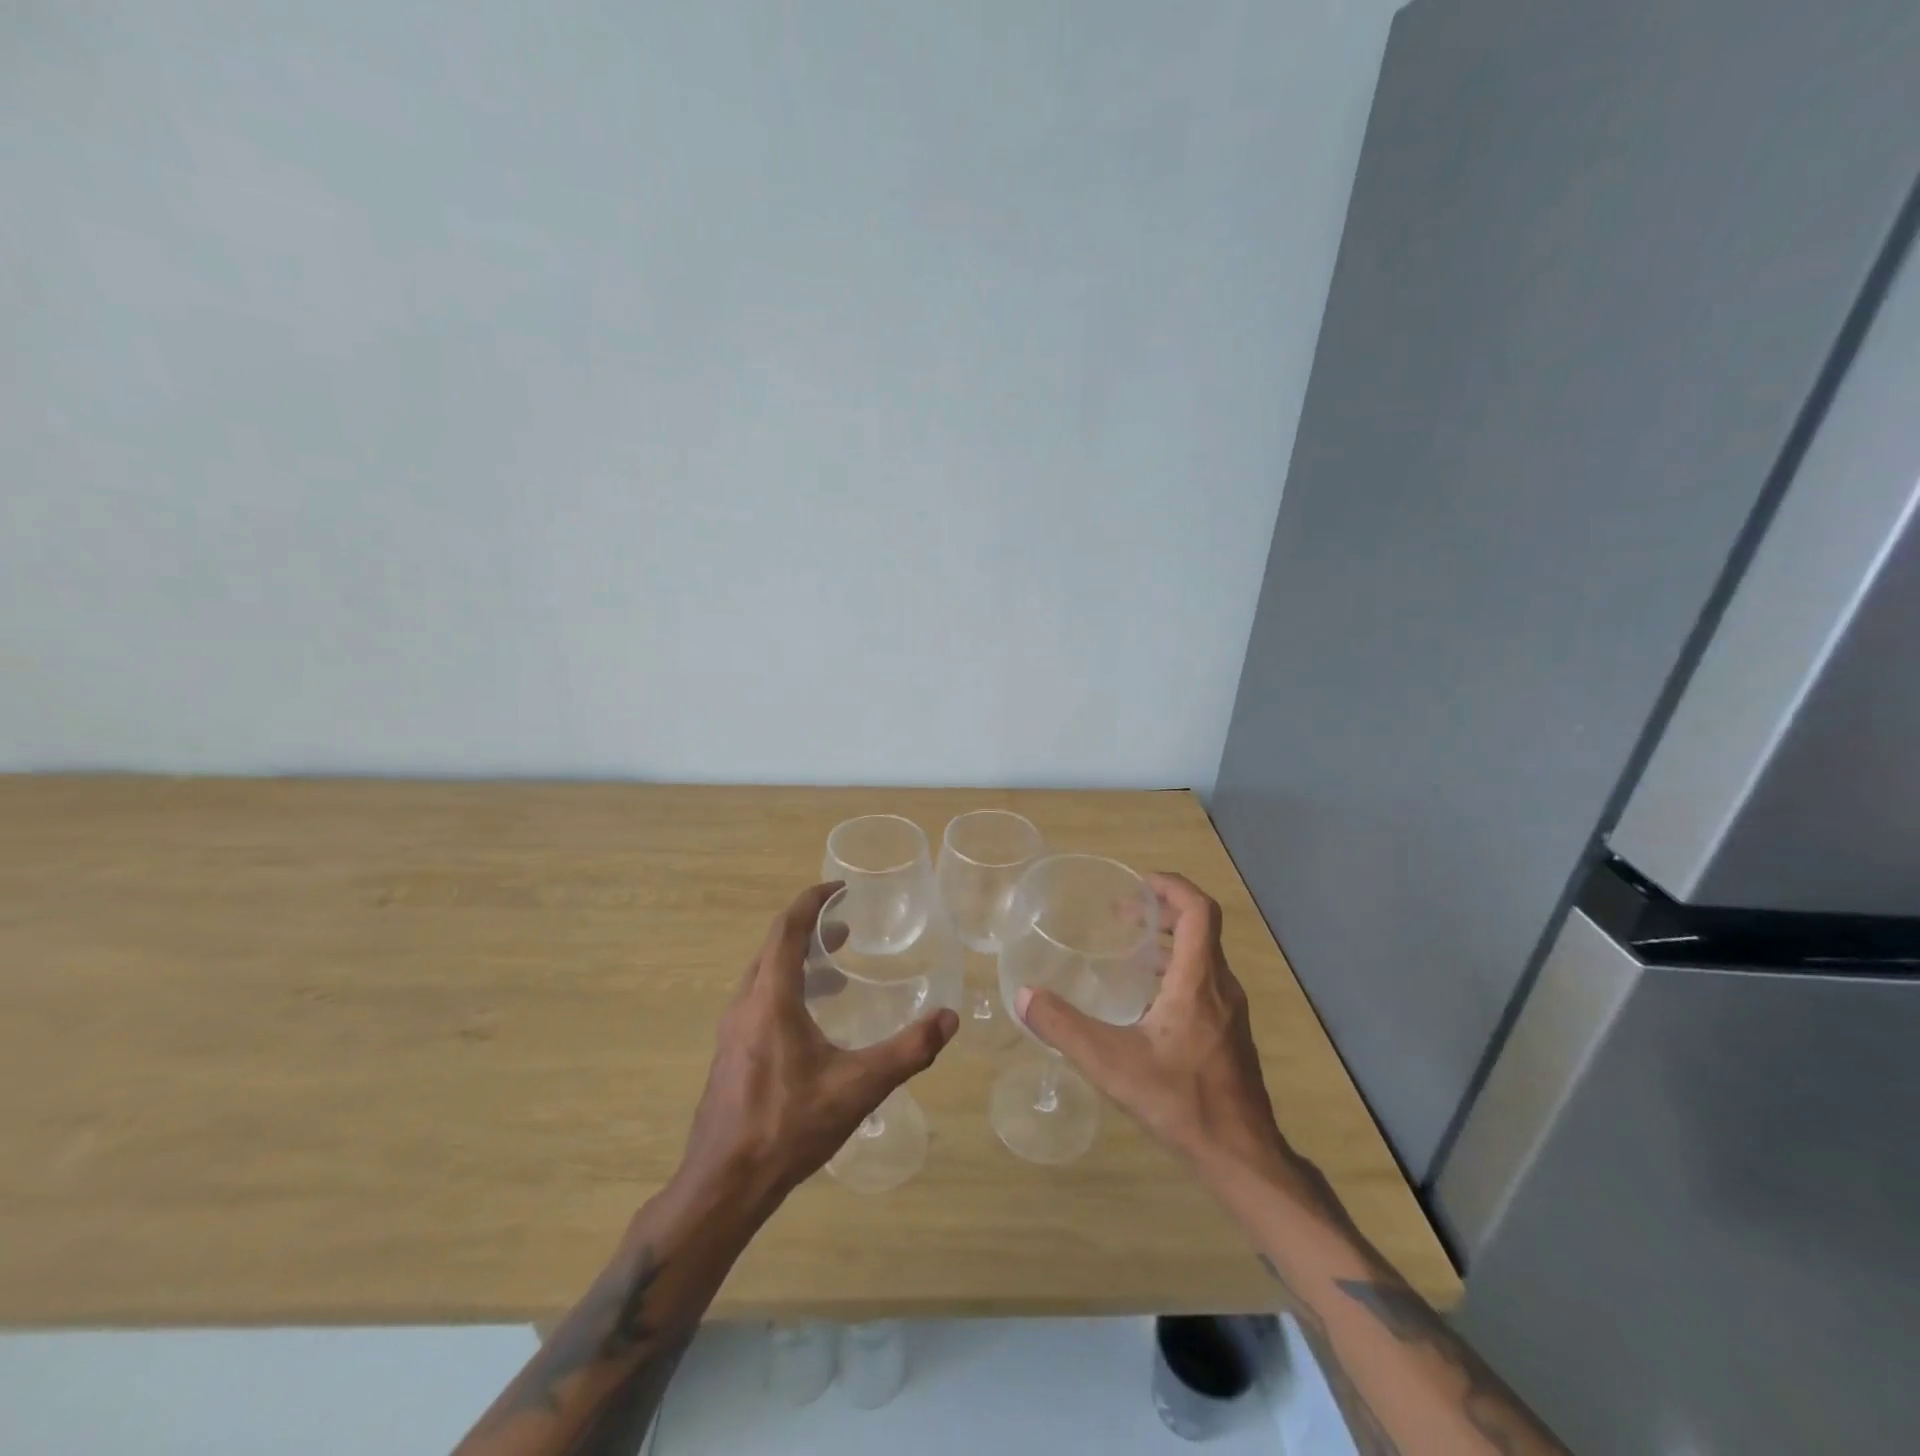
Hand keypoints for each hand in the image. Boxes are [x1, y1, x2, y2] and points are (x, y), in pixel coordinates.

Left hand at [679, 881, 958, 1206]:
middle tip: (847, 931)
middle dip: (810, 930)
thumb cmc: (788, 1127)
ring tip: (836, 972)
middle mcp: (746, 1004)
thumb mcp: (857, 1087)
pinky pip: (759, 1001)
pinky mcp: (730, 1054)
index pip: (787, 928)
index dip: (813, 901)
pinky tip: (813, 1024)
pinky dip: (787, 989)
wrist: (724, 1186)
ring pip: (764, 975)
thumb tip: (949, 1018)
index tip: (842, 889)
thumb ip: (907, 1051)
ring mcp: (732, 1031)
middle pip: (774, 947)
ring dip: (798, 962)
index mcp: (771, 998)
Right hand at [1016, 873, 1285, 1171]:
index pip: (1198, 910)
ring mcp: (1230, 1011)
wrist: (1241, 1156)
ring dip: (1169, 940)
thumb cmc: (1181, 1101)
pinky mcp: (1230, 1032)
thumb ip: (1065, 1028)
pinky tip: (1147, 1000)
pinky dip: (1176, 969)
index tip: (1137, 884)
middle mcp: (1220, 986)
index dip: (1171, 886)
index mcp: (1198, 980)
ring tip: (1130, 949)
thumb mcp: (1112, 1064)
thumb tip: (1024, 996)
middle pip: (1200, 927)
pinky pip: (1205, 981)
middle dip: (1162, 911)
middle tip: (1122, 915)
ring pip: (1203, 955)